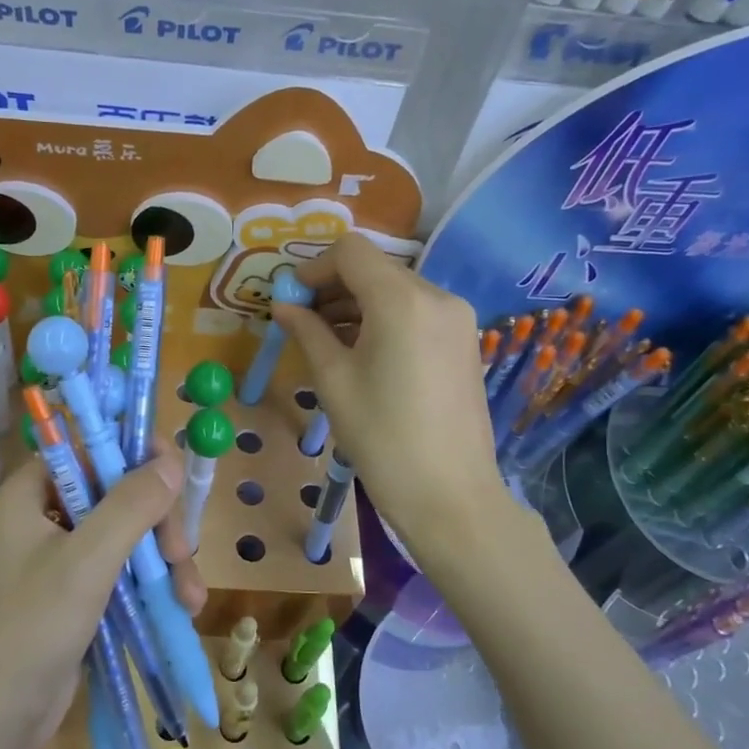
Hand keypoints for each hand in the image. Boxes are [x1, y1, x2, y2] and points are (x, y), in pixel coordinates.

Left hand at [0, 441, 206, 748]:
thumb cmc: (26, 632)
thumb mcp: (85, 561)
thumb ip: (131, 505)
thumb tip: (173, 459)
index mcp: (34, 492)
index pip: (91, 447)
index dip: (136, 454)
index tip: (176, 478)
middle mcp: (48, 517)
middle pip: (120, 493)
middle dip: (159, 524)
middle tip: (180, 557)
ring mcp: (64, 560)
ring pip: (130, 536)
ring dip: (165, 563)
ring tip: (189, 600)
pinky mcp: (78, 599)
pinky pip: (125, 574)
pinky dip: (153, 587)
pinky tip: (179, 611)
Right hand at [273, 232, 514, 557]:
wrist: (449, 496)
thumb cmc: (382, 438)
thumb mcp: (333, 380)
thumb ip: (307, 331)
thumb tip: (284, 305)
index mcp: (402, 300)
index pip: (351, 251)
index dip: (314, 268)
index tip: (291, 300)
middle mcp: (437, 295)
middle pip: (375, 268)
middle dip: (333, 286)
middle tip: (301, 321)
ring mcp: (457, 318)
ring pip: (396, 289)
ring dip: (357, 303)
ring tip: (326, 340)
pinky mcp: (464, 341)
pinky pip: (416, 312)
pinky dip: (384, 319)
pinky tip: (362, 352)